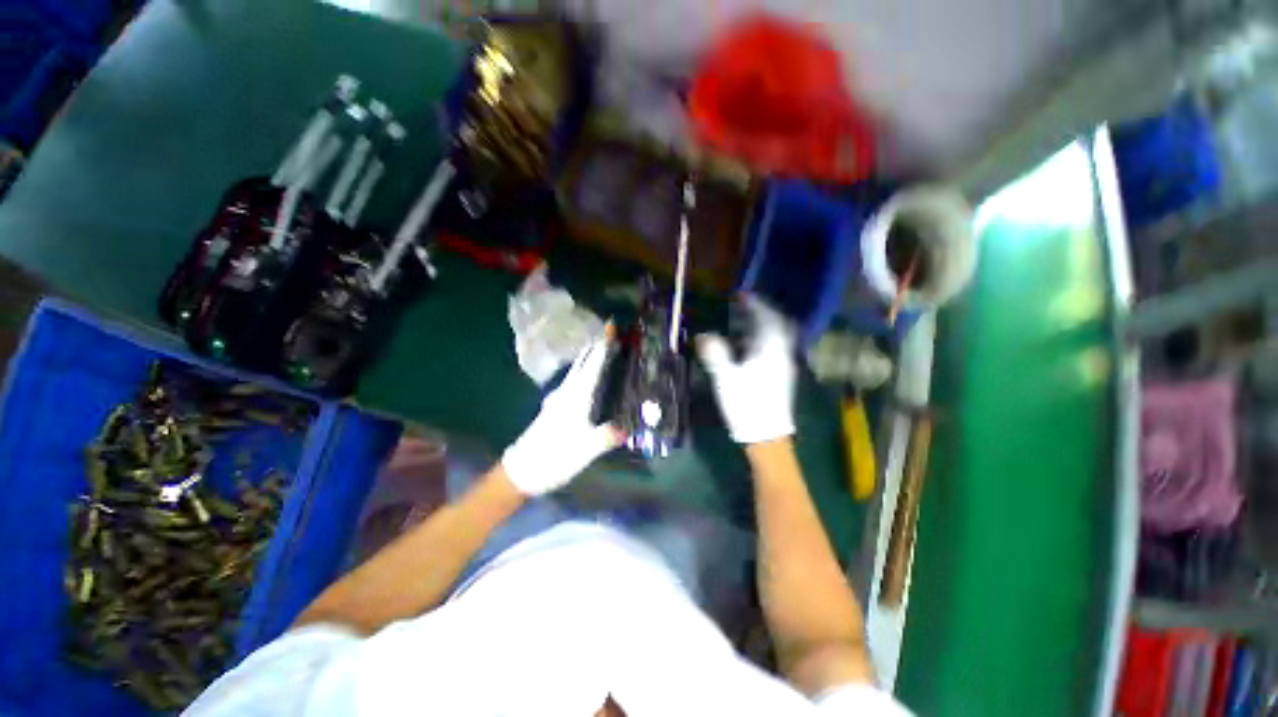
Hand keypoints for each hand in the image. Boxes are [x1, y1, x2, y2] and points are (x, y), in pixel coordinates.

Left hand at [501, 334, 620, 495]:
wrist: (523, 470)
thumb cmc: (554, 457)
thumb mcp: (585, 450)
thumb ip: (606, 437)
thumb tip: (627, 428)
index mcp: (576, 396)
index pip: (592, 363)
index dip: (602, 343)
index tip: (610, 324)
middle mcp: (566, 392)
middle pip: (583, 361)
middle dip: (596, 344)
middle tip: (611, 332)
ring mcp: (558, 398)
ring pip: (577, 369)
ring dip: (590, 356)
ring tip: (604, 349)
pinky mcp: (555, 407)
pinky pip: (574, 380)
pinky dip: (585, 370)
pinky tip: (590, 377)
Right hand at [697, 295, 796, 444]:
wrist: (766, 434)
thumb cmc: (746, 404)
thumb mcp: (725, 378)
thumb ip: (715, 354)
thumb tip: (703, 336)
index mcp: (770, 350)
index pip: (767, 318)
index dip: (755, 304)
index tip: (743, 295)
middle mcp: (782, 353)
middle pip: (778, 325)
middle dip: (763, 312)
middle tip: (746, 306)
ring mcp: (785, 365)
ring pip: (778, 337)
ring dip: (764, 326)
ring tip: (746, 323)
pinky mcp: (782, 375)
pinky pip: (776, 348)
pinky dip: (764, 340)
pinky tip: (751, 346)